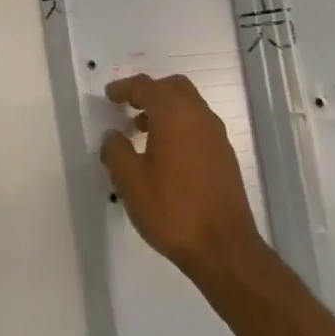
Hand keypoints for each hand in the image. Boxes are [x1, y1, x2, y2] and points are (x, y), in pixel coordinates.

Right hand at [102, 73, 264, 280]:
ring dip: (165, 109)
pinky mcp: (225, 156)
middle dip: (149, 92)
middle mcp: (198, 116)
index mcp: (174, 115)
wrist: (224, 248)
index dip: (124, 88)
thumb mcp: (130, 182)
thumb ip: (116, 151)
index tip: (109, 96)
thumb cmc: (172, 210)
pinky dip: (180, 125)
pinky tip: (166, 154)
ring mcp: (216, 136)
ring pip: (189, 105)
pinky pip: (198, 124)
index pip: (146, 86)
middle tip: (129, 107)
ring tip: (143, 133)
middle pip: (173, 87)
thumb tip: (113, 135)